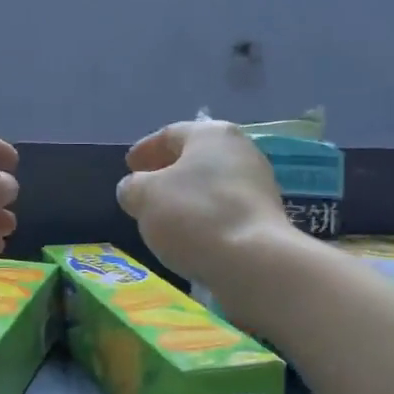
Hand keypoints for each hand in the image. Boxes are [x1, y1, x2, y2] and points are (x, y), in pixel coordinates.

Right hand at [116, 119, 292, 287]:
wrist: (253, 260)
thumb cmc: (193, 215)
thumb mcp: (144, 196)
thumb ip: (132, 186)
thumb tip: (135, 189)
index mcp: (211, 134)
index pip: (170, 134)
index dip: (145, 149)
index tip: (128, 166)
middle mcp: (240, 149)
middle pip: (194, 157)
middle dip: (166, 171)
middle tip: (144, 188)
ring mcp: (258, 183)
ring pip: (210, 183)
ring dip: (186, 194)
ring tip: (163, 214)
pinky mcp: (265, 215)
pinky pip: (224, 207)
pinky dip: (204, 213)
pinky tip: (190, 232)